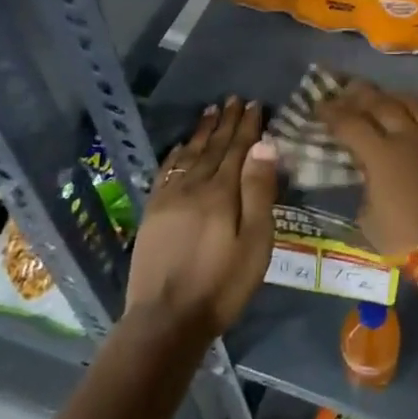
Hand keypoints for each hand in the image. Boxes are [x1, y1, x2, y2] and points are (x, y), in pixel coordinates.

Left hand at [125, 98, 277, 338]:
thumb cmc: (222, 284)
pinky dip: (177, 154)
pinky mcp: (153, 212)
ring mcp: (169, 198)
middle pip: (213, 147)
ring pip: (189, 155)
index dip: (248, 126)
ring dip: (202, 132)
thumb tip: (265, 144)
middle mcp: (194, 186)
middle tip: (234, 99)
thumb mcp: (255, 242)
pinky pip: (166, 171)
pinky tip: (182, 146)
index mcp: (222, 192)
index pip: (238, 149)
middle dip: (226, 122)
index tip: (255, 104)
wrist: (166, 319)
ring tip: (211, 111)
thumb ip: (259, 191)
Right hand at [319, 82, 417, 288]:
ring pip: (417, 104)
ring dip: (397, 98)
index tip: (321, 106)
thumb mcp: (370, 221)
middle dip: (361, 95)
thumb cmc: (408, 240)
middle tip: (349, 91)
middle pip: (382, 104)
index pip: (350, 123)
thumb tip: (371, 177)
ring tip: (388, 97)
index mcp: (380, 154)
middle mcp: (409, 136)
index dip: (332, 113)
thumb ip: (367, 190)